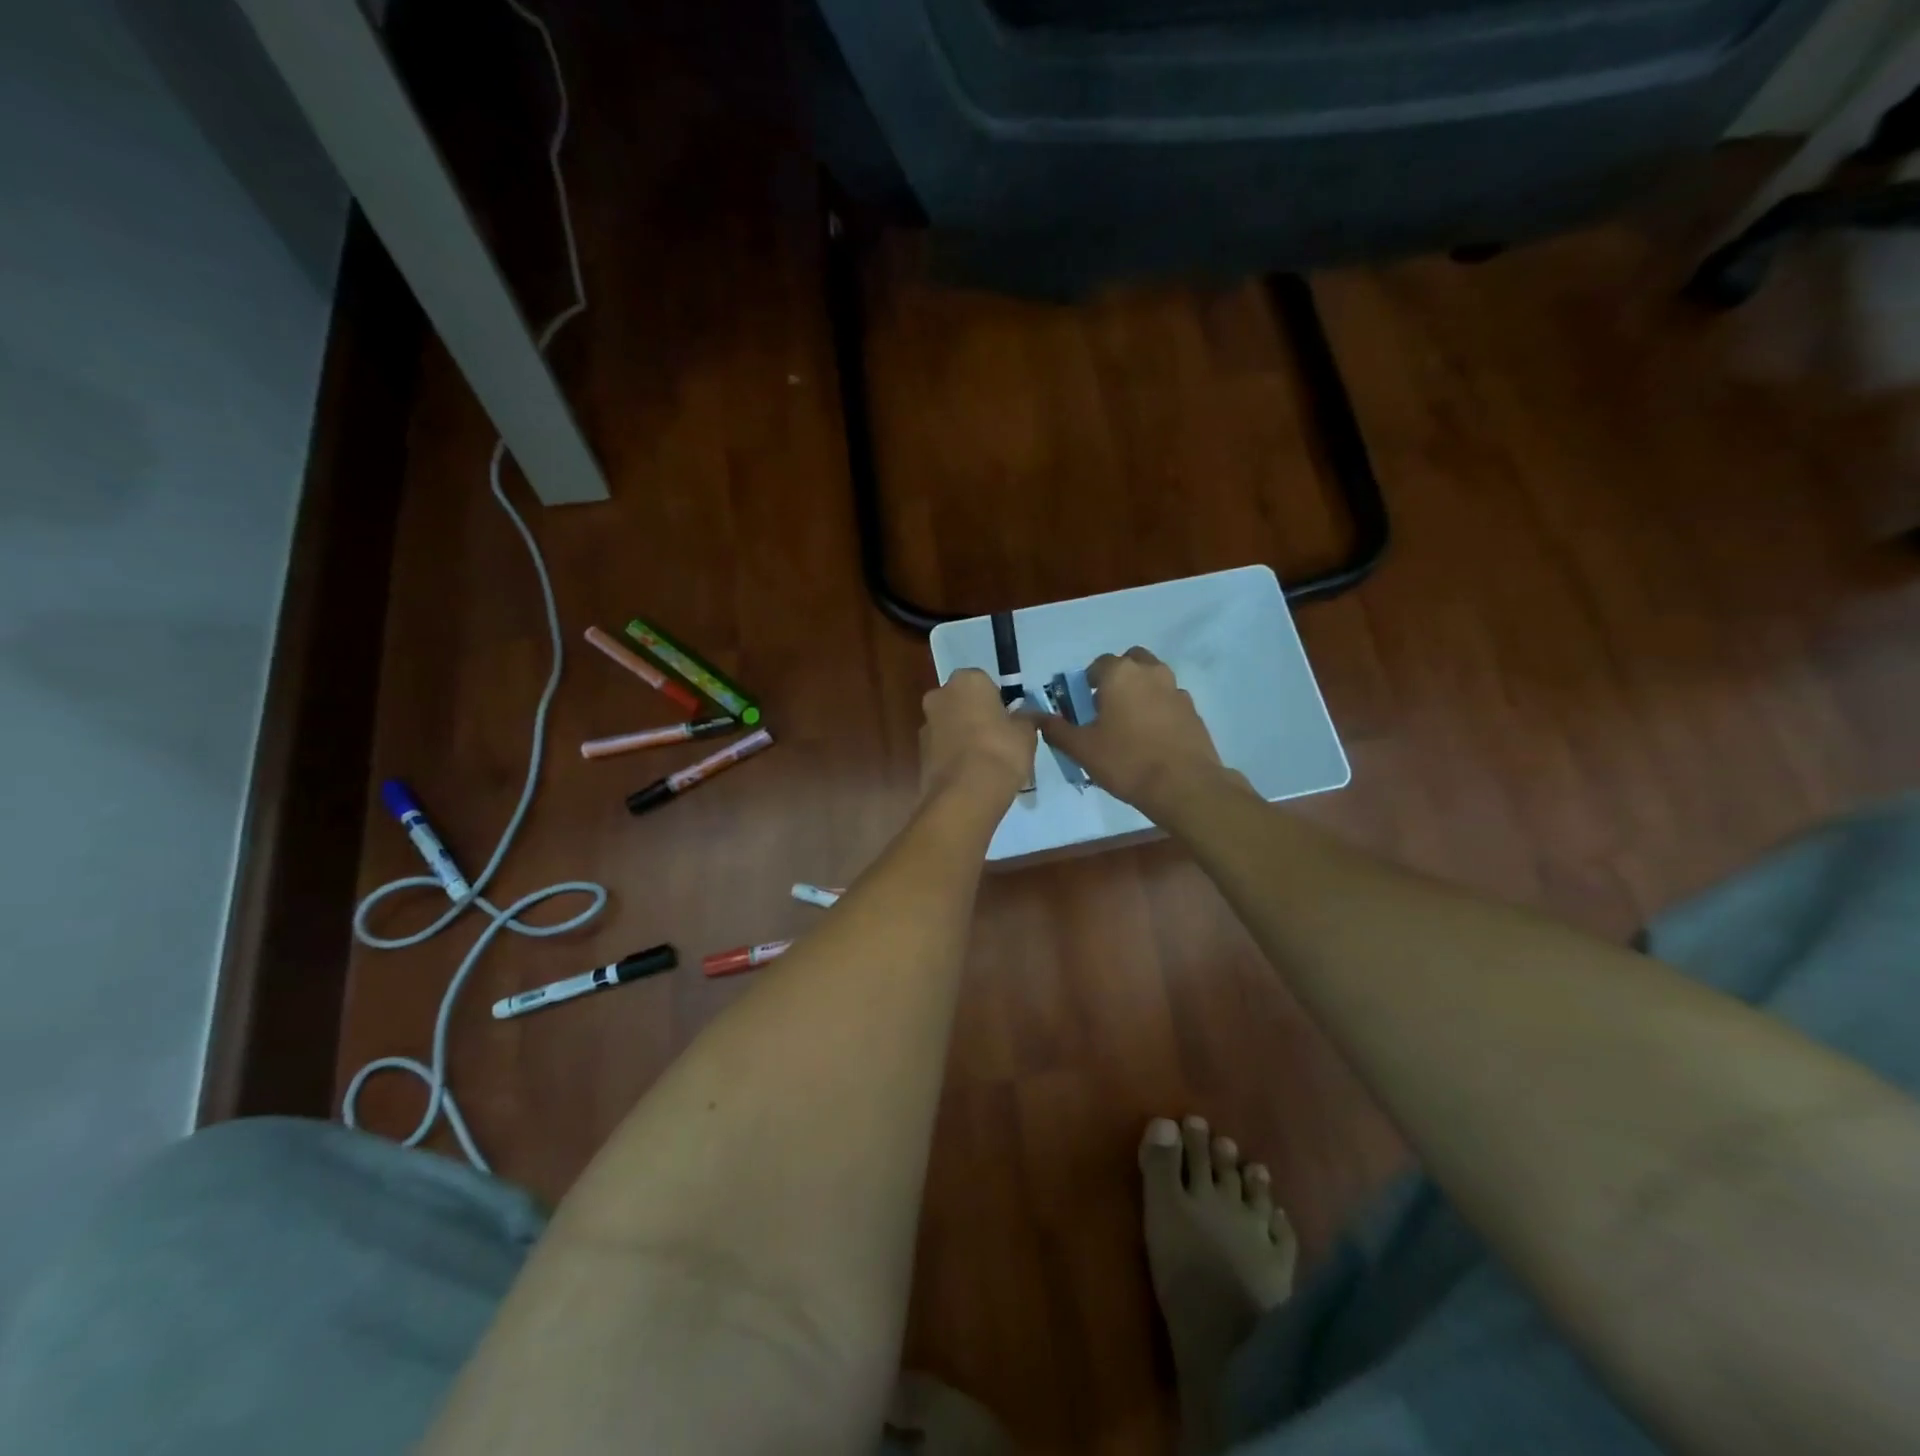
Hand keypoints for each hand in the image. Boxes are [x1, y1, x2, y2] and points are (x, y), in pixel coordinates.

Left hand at [920, 669, 1036, 805]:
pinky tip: (970, 776)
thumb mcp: (1026, 733)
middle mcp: (939, 696)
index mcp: (966, 681)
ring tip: (985, 763)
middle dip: (976, 716)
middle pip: (962, 702)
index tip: (1009, 721)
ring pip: (949, 725)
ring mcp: (925, 725)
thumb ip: (1025, 719)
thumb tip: (1026, 717)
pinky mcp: (919, 754)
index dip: (998, 701)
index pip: (984, 682)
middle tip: (998, 739)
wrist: (965, 794)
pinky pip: (942, 749)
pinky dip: (954, 757)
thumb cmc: (1001, 751)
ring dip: (963, 737)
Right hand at [1029, 648, 1244, 821]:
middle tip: (1106, 708)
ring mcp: (1176, 690)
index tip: (1082, 706)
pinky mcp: (1193, 711)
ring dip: (1140, 691)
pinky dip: (1159, 710)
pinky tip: (1152, 738)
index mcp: (1120, 674)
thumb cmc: (1126, 761)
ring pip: (1153, 679)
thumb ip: (1056, 729)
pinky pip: (1169, 701)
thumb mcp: (1081, 748)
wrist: (1183, 786)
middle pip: (1130, 662)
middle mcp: (1150, 672)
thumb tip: (1033, 716)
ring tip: (1129, 724)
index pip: (1098, 664)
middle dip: (1117, 678)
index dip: (1087, 683)